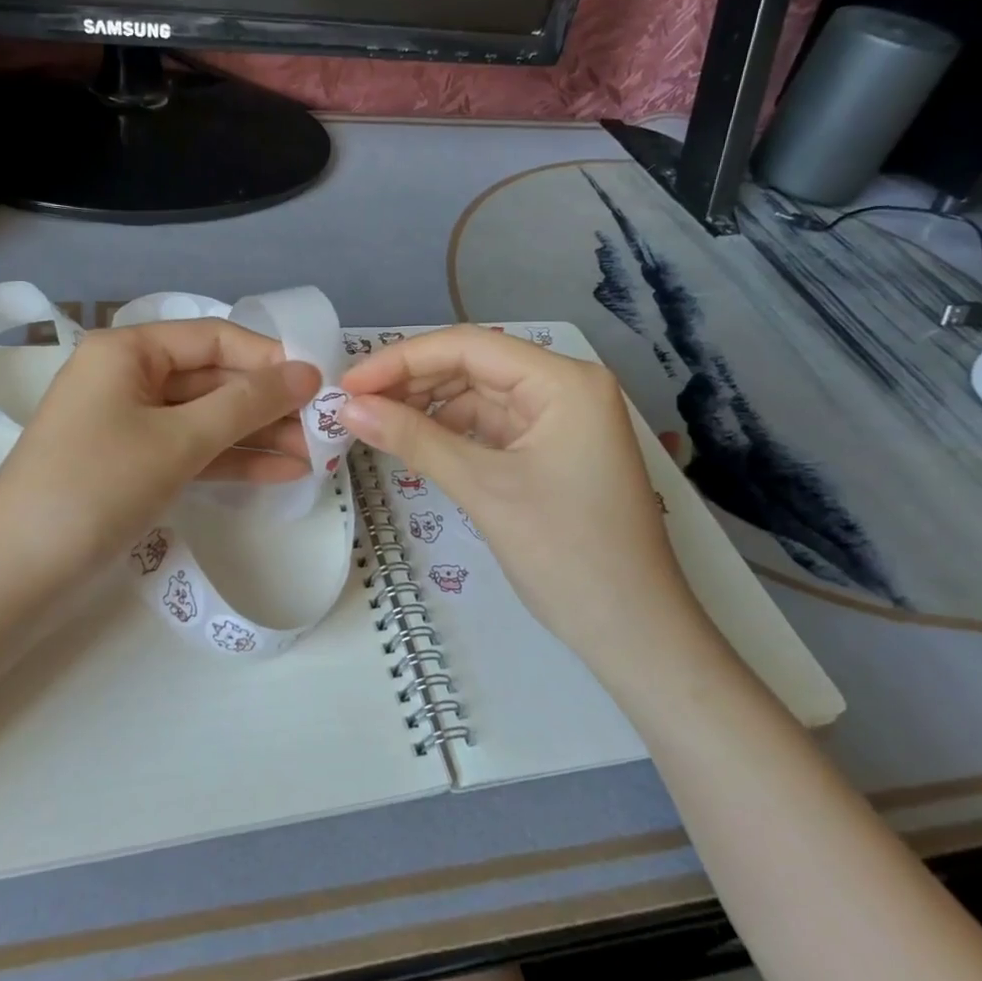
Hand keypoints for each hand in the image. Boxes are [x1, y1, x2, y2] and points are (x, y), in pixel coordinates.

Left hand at [0, 319, 321, 610]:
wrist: (17, 575)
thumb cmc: (97, 487)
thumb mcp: (179, 440)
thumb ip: (247, 403)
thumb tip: (307, 372)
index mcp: (127, 350)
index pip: (214, 336)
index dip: (269, 357)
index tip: (321, 383)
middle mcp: (128, 376)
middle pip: (213, 378)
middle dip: (269, 404)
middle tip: (326, 428)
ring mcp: (129, 423)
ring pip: (206, 418)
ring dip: (258, 435)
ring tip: (317, 456)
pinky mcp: (133, 465)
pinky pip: (191, 450)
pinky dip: (231, 460)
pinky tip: (283, 472)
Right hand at [338, 327, 716, 680]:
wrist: (634, 633)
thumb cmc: (567, 554)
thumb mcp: (484, 489)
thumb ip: (413, 439)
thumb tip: (347, 407)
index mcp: (563, 381)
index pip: (468, 346)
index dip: (401, 359)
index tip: (348, 385)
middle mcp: (565, 388)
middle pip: (473, 366)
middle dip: (411, 382)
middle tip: (353, 405)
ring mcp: (560, 420)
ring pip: (478, 395)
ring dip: (427, 406)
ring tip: (374, 422)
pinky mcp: (551, 450)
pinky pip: (490, 426)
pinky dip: (450, 431)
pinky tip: (414, 441)